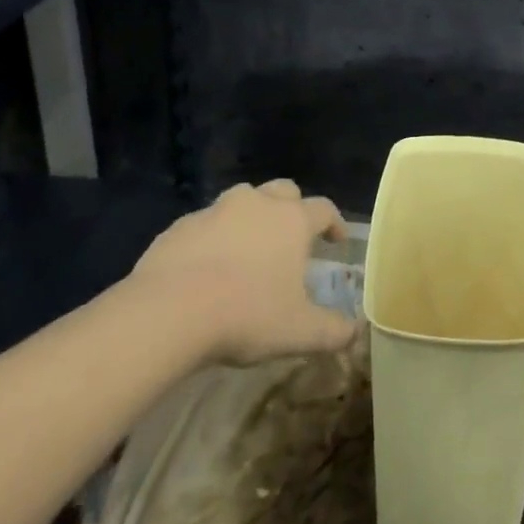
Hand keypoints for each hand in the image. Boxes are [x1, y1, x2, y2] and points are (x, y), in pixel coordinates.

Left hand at [130, 179, 356, 367]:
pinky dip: (213, 237)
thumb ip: (332, 331)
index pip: (324, 209)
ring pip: (242, 200)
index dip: (334, 223)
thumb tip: (355, 333)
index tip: (336, 241)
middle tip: (291, 238)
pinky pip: (205, 224)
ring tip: (248, 249)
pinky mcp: (180, 226)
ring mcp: (215, 211)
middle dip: (292, 208)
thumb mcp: (298, 332)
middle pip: (283, 191)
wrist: (168, 312)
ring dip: (250, 217)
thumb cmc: (245, 314)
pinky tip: (206, 267)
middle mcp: (256, 204)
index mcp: (291, 220)